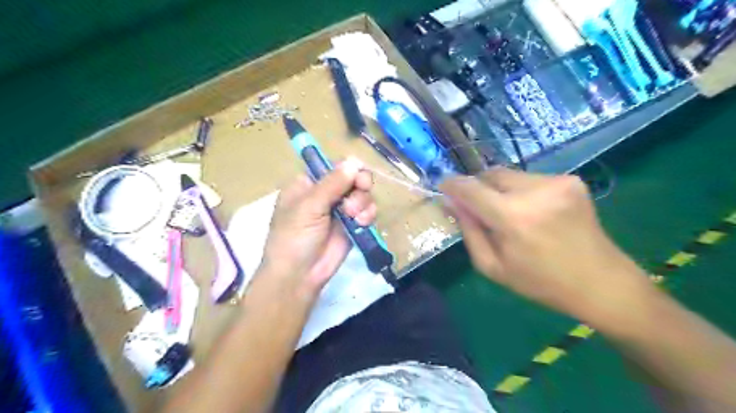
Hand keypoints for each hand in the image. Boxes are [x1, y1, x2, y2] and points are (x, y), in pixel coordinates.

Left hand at [262, 156, 375, 296]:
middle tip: (361, 191)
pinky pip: (367, 211)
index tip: (357, 176)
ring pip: (362, 194)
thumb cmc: (294, 237)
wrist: (299, 276)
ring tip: (354, 216)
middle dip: (359, 185)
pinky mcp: (352, 225)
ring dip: (363, 202)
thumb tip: (353, 161)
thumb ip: (332, 184)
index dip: (348, 167)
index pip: (333, 166)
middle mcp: (326, 194)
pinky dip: (368, 214)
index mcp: (308, 184)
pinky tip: (362, 223)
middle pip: (353, 177)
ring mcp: (340, 210)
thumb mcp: (309, 207)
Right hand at [436, 167, 648, 321]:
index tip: (443, 186)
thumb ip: (468, 231)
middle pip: (490, 174)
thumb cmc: (540, 282)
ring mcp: (557, 182)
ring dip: (500, 190)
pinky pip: (530, 179)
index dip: (452, 184)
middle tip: (478, 207)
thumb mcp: (492, 267)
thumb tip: (451, 202)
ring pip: (510, 175)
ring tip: (510, 214)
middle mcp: (535, 192)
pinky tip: (533, 212)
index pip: (471, 188)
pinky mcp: (571, 180)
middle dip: (478, 187)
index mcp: (513, 218)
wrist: (601, 282)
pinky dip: (521, 191)